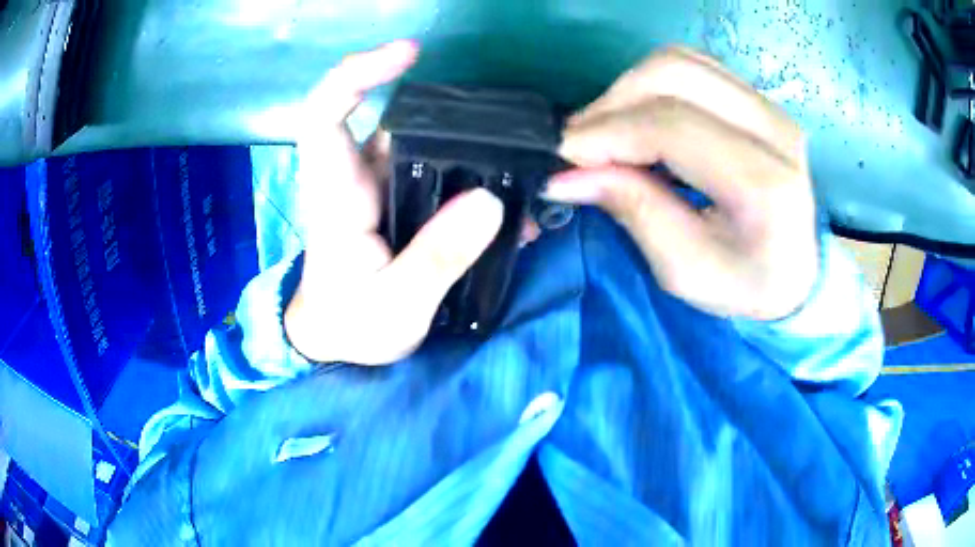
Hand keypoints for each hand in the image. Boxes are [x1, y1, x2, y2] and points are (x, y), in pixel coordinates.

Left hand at [284, 41, 503, 364]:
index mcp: (337, 196)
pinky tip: (508, 201)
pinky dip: (473, 175)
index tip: (408, 54)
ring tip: (520, 170)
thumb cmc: (352, 325)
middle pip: (389, 116)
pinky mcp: (400, 198)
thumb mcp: (396, 306)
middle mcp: (356, 177)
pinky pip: (438, 169)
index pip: (325, 115)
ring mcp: (380, 185)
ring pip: (422, 142)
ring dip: (470, 147)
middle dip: (443, 108)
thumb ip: (439, 257)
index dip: (358, 74)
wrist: (338, 339)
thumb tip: (492, 200)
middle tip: (505, 126)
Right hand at [545, 47, 817, 320]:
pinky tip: (638, 117)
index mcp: (765, 184)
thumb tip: (567, 175)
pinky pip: (692, 65)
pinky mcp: (758, 98)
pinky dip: (651, 83)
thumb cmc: (745, 284)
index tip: (562, 156)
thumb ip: (633, 211)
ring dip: (628, 89)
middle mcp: (774, 130)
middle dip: (612, 103)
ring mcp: (769, 106)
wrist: (798, 270)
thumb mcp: (685, 270)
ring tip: (606, 131)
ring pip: (679, 61)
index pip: (673, 128)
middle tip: (580, 144)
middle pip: (674, 76)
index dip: (608, 134)